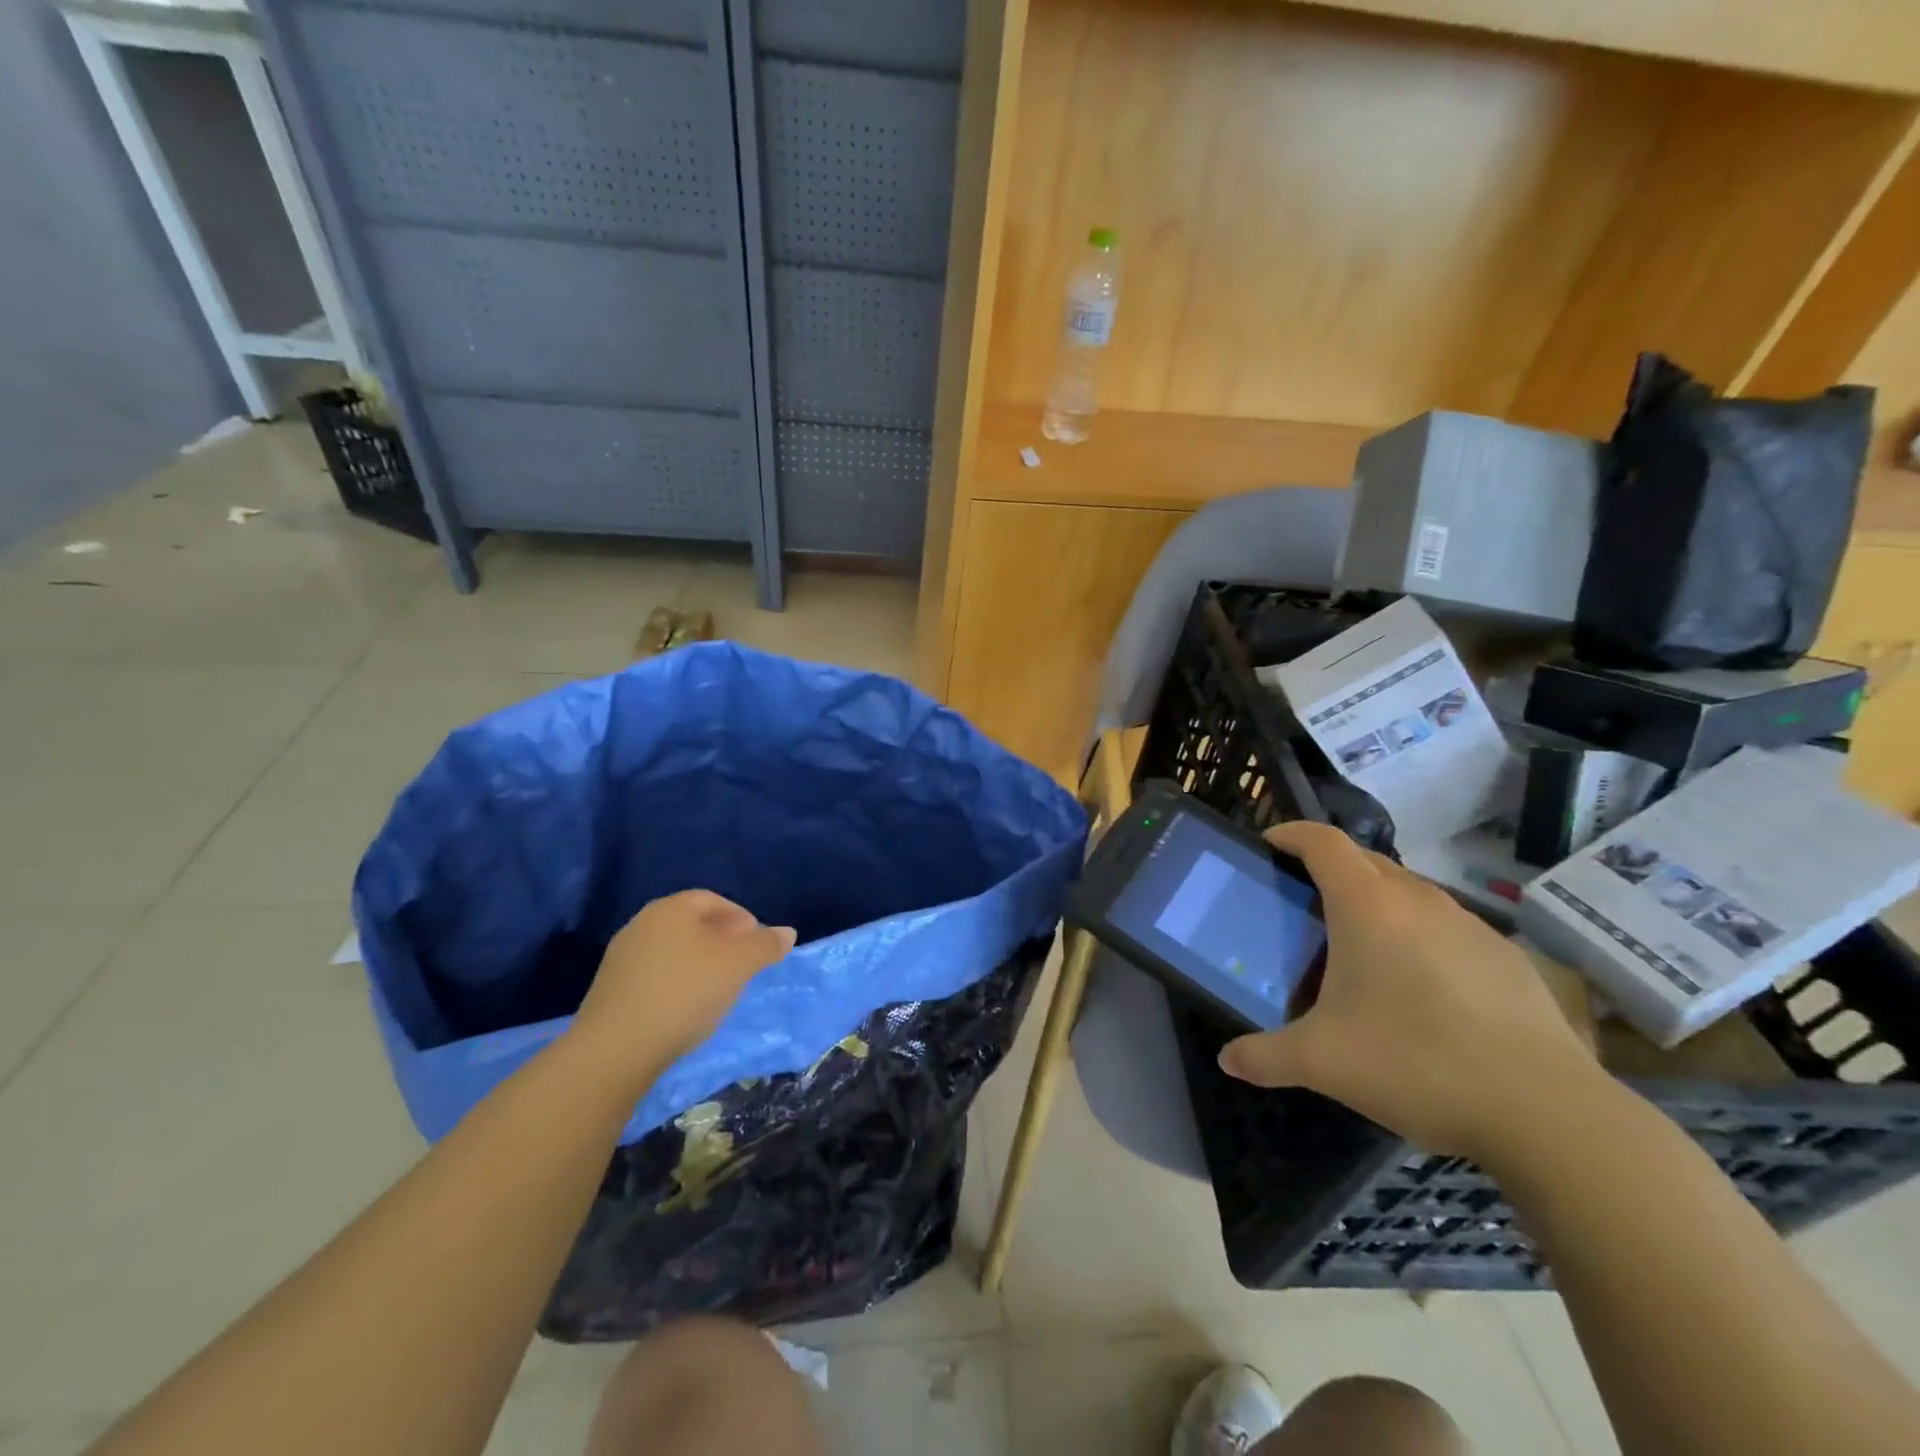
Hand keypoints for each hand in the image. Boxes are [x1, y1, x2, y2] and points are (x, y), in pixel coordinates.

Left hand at [570, 891, 796, 1077]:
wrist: (615, 1050)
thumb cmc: (684, 992)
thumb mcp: (738, 965)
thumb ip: (765, 945)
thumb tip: (787, 932)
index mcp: (670, 909)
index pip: (713, 900)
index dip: (742, 918)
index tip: (758, 945)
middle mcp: (641, 925)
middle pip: (691, 925)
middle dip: (723, 942)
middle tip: (744, 967)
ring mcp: (621, 959)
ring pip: (673, 952)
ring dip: (700, 965)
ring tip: (719, 992)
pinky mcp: (611, 993)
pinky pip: (655, 977)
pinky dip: (677, 986)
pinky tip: (688, 1010)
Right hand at [1218, 822, 1601, 1159]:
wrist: (1546, 1111)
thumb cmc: (1415, 1062)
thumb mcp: (1323, 1063)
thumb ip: (1266, 1057)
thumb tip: (1229, 1060)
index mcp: (1367, 905)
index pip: (1322, 841)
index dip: (1291, 833)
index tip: (1269, 844)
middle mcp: (1418, 899)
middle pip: (1364, 860)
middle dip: (1329, 868)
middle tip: (1303, 904)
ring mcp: (1469, 925)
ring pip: (1409, 892)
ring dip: (1376, 903)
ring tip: (1359, 949)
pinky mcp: (1506, 956)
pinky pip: (1445, 926)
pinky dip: (1419, 936)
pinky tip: (1420, 989)